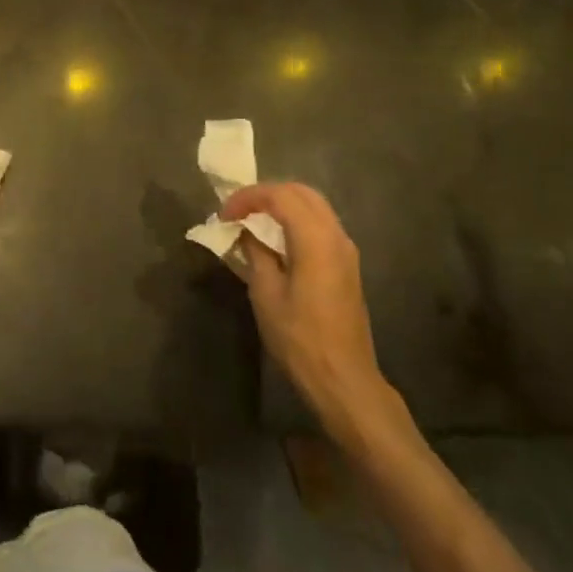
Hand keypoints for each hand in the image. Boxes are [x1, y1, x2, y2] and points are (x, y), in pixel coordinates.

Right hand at [223, 182, 401, 439]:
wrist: (344, 379)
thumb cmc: (300, 338)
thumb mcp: (266, 294)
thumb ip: (256, 253)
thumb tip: (247, 232)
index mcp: (316, 239)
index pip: (280, 196)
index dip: (248, 197)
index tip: (224, 215)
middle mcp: (336, 235)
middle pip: (301, 192)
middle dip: (267, 194)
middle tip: (238, 210)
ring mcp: (346, 249)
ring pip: (314, 206)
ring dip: (283, 205)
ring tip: (253, 221)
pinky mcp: (348, 264)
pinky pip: (321, 224)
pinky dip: (296, 220)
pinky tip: (276, 239)